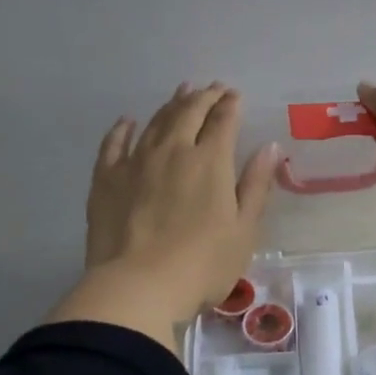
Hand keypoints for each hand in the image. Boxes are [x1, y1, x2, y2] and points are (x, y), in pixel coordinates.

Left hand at [47, 83, 277, 348]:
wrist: (138, 286)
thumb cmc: (202, 264)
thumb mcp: (244, 229)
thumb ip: (256, 185)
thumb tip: (269, 147)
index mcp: (210, 161)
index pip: (222, 121)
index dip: (230, 105)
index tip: (235, 95)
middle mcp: (173, 151)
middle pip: (189, 112)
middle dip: (204, 96)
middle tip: (213, 88)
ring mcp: (135, 162)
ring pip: (156, 122)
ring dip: (171, 104)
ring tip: (181, 91)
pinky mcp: (106, 179)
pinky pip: (114, 144)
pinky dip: (123, 129)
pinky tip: (128, 122)